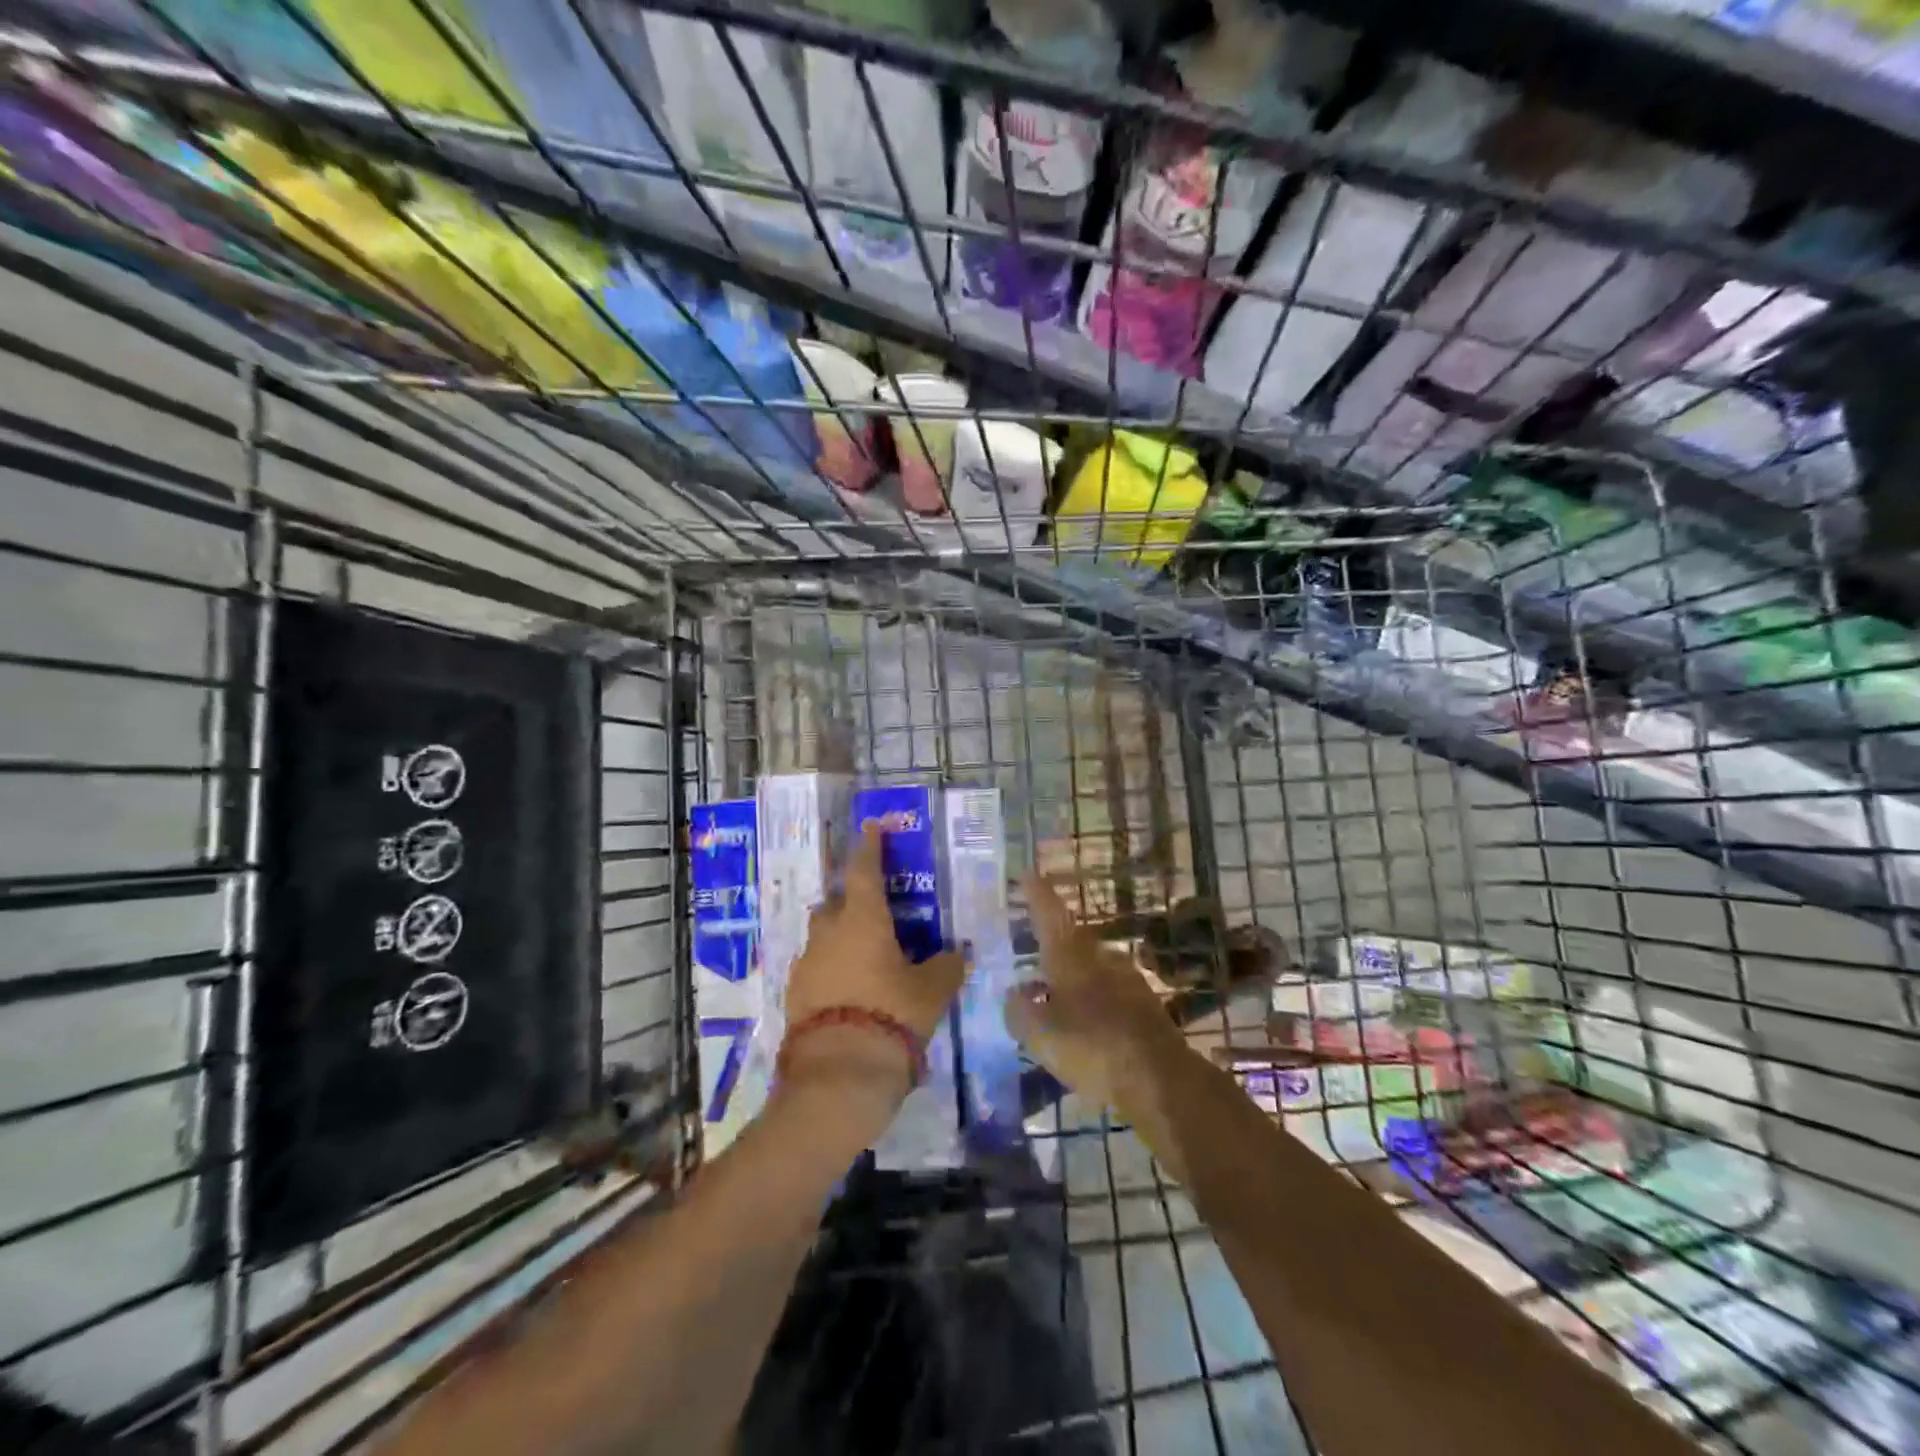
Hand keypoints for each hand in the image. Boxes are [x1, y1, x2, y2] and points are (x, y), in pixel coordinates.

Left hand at [782, 824, 966, 1102]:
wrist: (837, 1075)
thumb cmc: (891, 1016)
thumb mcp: (931, 992)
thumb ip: (946, 967)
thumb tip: (956, 954)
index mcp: (863, 919)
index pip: (865, 870)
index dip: (870, 846)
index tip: (871, 825)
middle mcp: (828, 932)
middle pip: (837, 902)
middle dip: (852, 900)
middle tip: (875, 911)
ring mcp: (806, 963)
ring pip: (823, 936)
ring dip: (841, 938)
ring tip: (866, 959)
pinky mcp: (794, 994)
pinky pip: (816, 968)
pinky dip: (832, 970)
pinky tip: (850, 992)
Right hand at [1005, 872, 1185, 1114]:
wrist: (1160, 1078)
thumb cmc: (1092, 1048)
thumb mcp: (1040, 1036)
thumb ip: (1020, 1012)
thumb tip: (1015, 994)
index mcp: (1070, 957)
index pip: (1049, 915)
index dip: (1038, 894)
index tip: (1029, 873)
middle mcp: (1100, 958)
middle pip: (1073, 939)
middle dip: (1055, 941)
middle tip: (1036, 948)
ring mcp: (1127, 979)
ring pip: (1092, 966)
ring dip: (1074, 974)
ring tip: (1056, 992)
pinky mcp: (1145, 1004)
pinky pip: (1109, 991)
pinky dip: (1093, 998)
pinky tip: (1086, 1020)